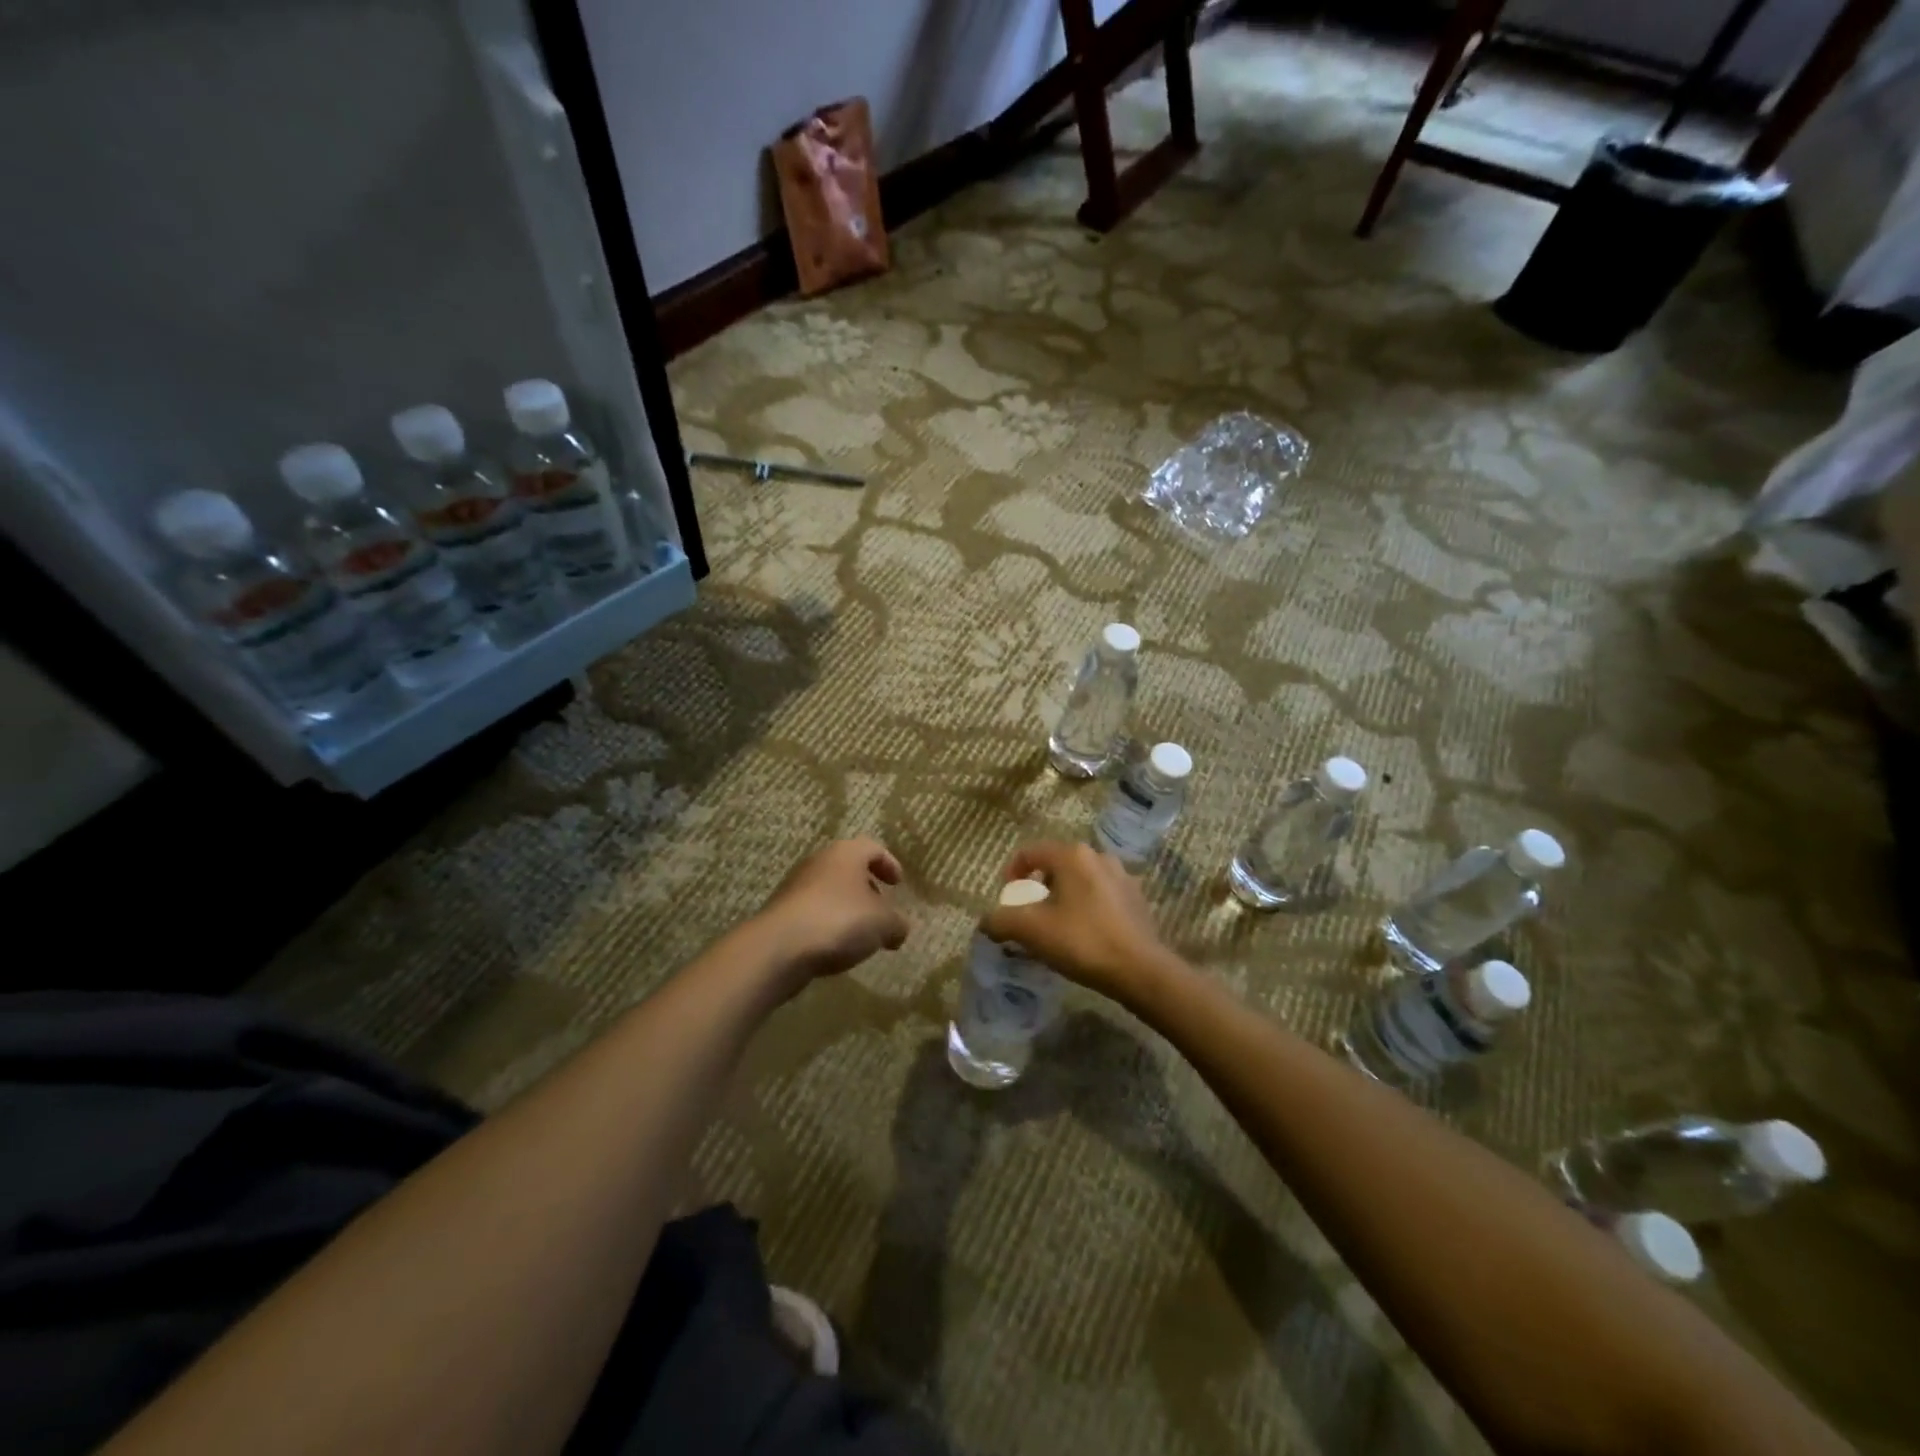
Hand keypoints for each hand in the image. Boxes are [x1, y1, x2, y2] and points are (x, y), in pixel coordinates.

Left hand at [755, 837, 909, 983]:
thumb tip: (899, 928)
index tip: (898, 884)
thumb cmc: (839, 921)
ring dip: (847, 908)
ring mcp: (795, 886)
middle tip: (881, 910)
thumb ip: (897, 923)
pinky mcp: (781, 912)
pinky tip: (836, 947)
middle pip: (848, 869)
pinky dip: (828, 924)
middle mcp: (819, 862)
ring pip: (829, 890)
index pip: (873, 848)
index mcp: (846, 853)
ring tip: (860, 935)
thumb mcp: (883, 924)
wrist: (779, 947)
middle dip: (867, 889)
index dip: (889, 864)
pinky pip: (813, 912)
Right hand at [982, 841, 1177, 1003]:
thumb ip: (1001, 920)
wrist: (1141, 970)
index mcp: (1072, 855)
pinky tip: (1084, 935)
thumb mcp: (1031, 930)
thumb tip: (987, 922)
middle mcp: (1099, 856)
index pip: (1030, 852)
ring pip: (1079, 881)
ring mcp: (1122, 876)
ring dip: (1062, 898)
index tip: (1008, 901)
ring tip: (1056, 928)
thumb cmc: (1082, 941)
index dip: (1011, 874)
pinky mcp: (1136, 899)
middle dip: (1037, 889)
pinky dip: (1085, 908)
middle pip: (1055, 865)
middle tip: (1029, 918)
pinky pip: (1100, 896)